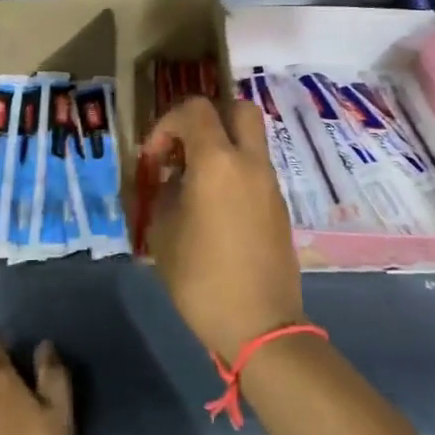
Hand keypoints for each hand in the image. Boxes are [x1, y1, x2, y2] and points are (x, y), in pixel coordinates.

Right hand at [141, 96, 306, 363]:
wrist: (260, 324)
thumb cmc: (202, 278)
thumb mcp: (163, 233)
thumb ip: (164, 193)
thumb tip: (171, 179)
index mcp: (218, 162)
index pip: (195, 110)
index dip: (167, 123)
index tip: (154, 157)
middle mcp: (250, 163)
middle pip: (237, 109)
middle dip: (206, 120)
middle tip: (184, 150)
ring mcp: (270, 184)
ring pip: (249, 141)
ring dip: (221, 147)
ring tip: (193, 183)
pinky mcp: (279, 206)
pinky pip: (255, 170)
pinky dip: (234, 172)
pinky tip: (213, 207)